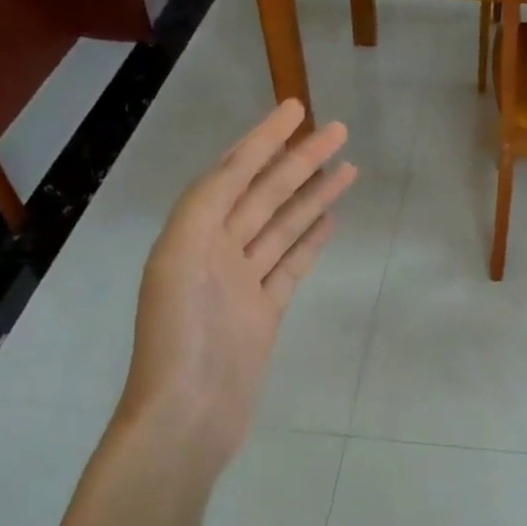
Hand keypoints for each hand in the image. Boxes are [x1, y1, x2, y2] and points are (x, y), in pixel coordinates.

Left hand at [118, 101, 355, 477]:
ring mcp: (242, 282)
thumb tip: (237, 163)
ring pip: (282, 226)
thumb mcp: (180, 258)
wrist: (188, 415)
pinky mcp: (264, 311)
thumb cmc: (180, 338)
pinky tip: (329, 219)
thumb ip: (206, 206)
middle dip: (299, 161)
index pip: (232, 173)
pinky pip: (290, 265)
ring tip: (346, 168)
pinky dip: (309, 241)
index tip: (295, 110)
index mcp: (192, 233)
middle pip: (264, 195)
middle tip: (338, 131)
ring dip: (311, 196)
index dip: (262, 139)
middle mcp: (216, 250)